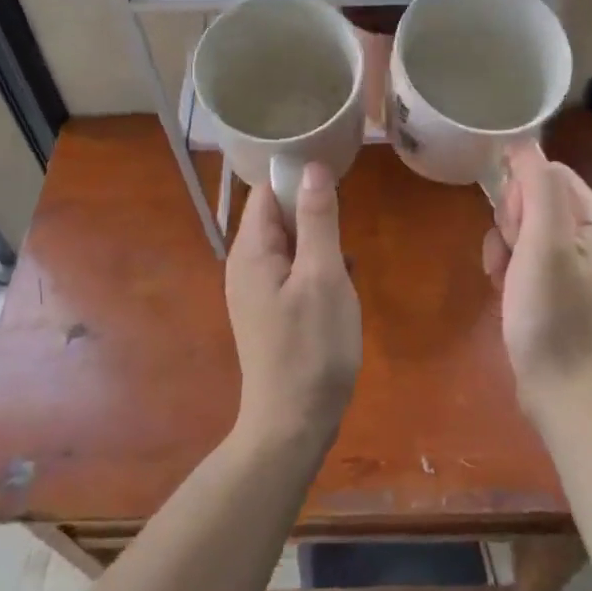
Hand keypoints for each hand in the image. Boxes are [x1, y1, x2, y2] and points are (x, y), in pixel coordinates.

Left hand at [225, 164, 360, 453]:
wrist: (293, 424)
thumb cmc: (311, 347)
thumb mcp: (323, 276)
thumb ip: (317, 219)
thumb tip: (313, 167)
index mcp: (251, 250)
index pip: (267, 191)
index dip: (298, 178)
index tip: (336, 180)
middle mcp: (245, 264)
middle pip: (276, 215)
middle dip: (312, 213)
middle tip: (346, 226)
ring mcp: (255, 290)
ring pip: (288, 244)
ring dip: (318, 242)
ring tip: (346, 260)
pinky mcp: (268, 311)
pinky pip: (291, 271)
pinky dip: (315, 267)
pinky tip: (340, 285)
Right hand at [482, 144, 591, 423]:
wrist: (562, 394)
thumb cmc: (553, 316)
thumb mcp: (543, 245)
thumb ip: (536, 188)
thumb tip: (523, 141)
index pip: (552, 174)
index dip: (522, 189)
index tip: (513, 224)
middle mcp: (590, 240)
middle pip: (535, 201)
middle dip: (511, 222)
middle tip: (512, 255)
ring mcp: (573, 268)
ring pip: (523, 231)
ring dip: (504, 247)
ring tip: (504, 278)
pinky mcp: (556, 292)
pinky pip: (523, 260)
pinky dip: (508, 269)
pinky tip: (503, 291)